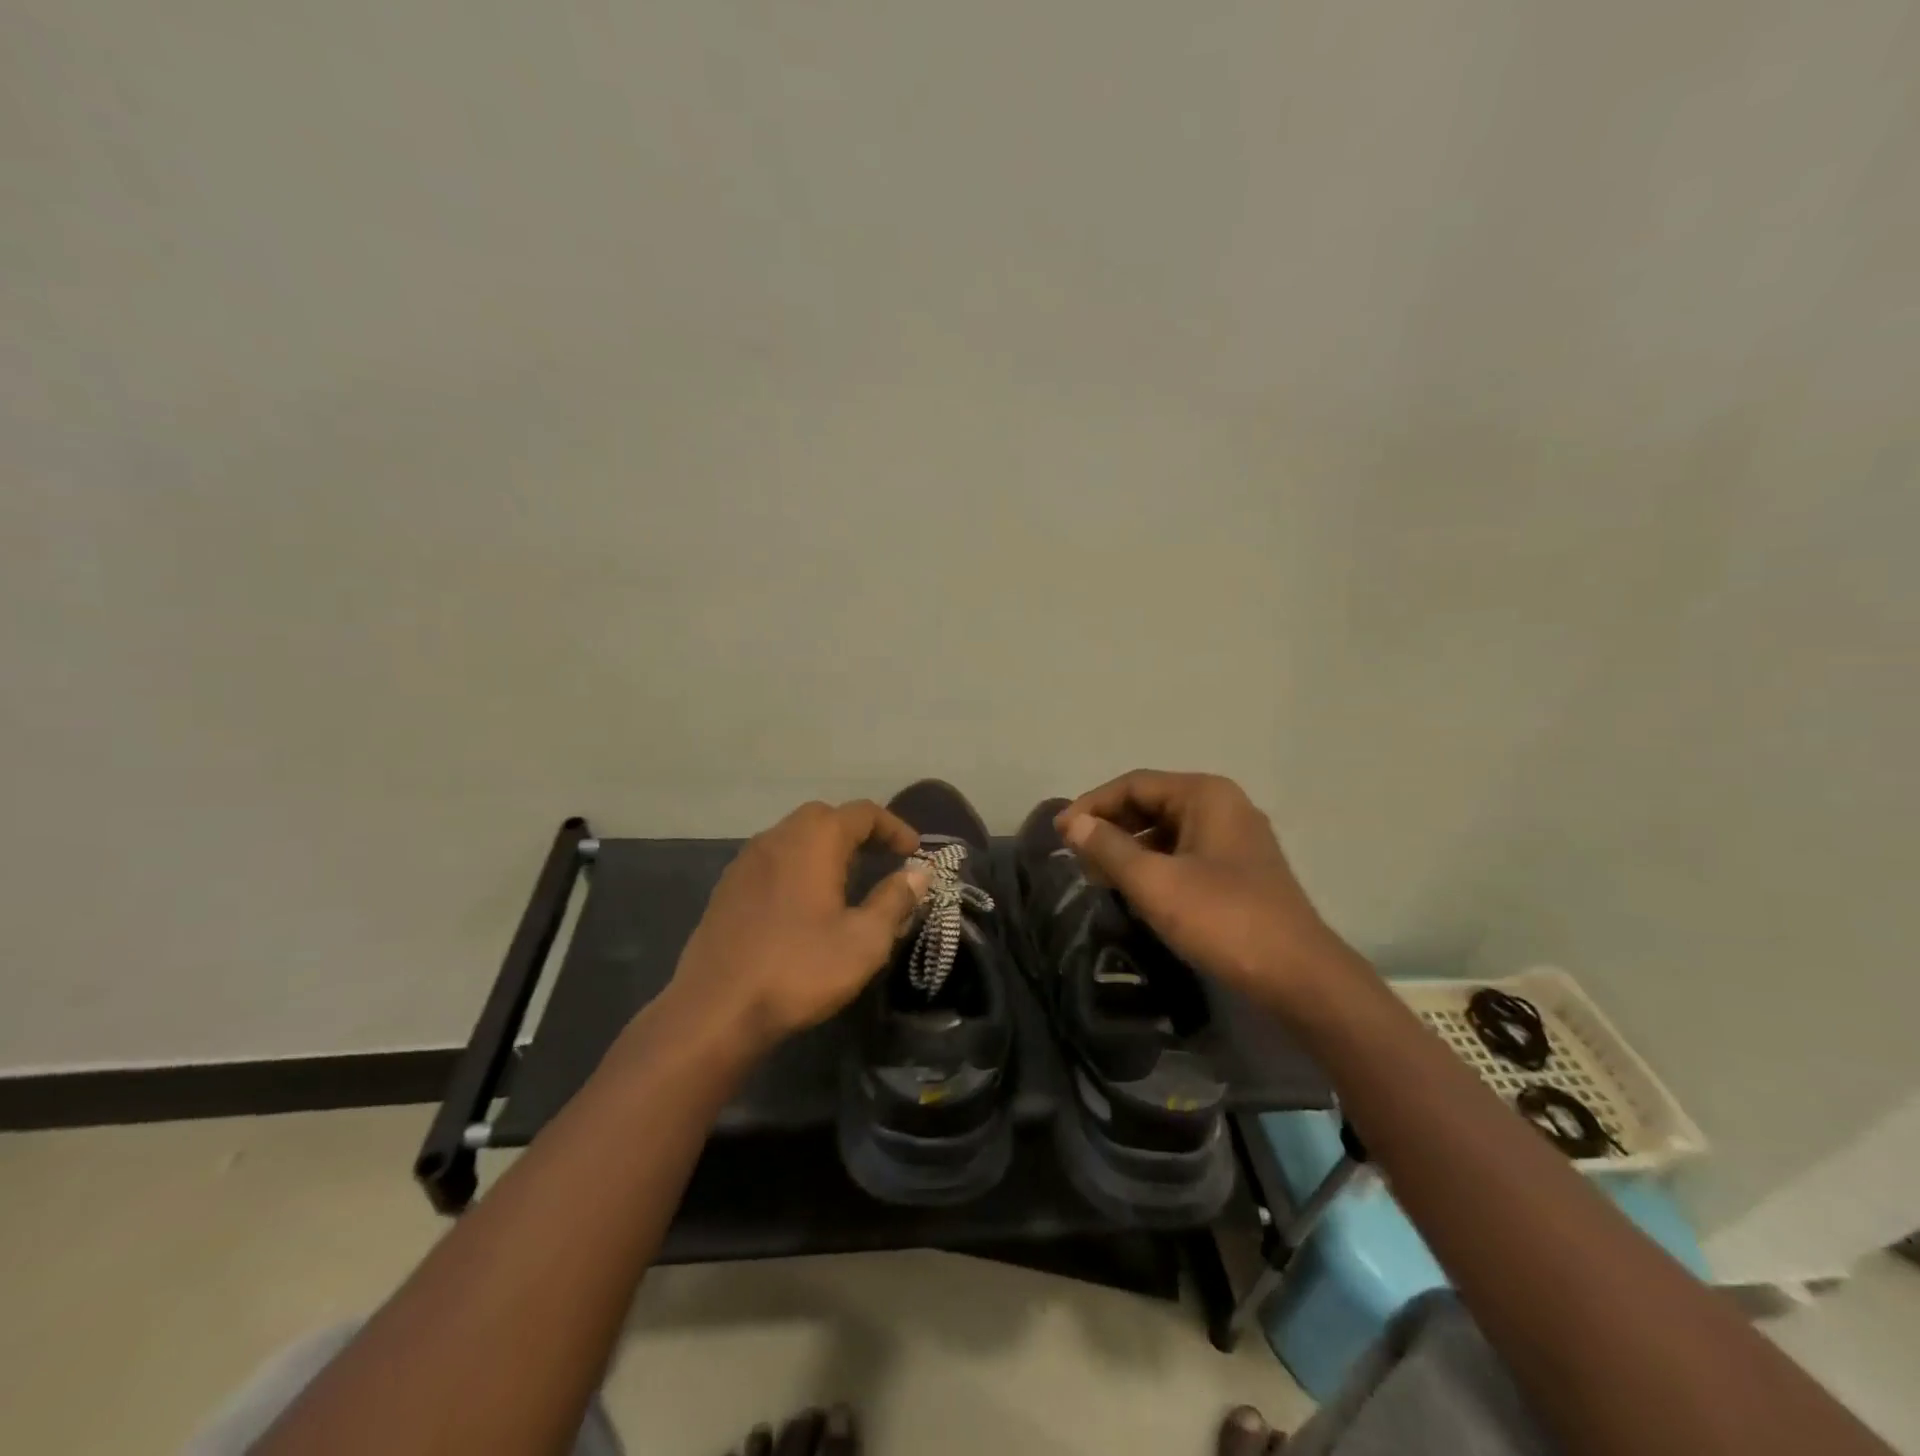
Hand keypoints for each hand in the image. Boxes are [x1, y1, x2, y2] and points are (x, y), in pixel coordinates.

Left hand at [661, 800, 928, 1056]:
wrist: (715, 1009)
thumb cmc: (798, 970)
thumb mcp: (864, 941)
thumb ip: (894, 900)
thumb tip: (919, 873)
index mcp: (814, 841)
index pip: (863, 813)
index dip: (894, 827)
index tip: (914, 852)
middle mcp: (778, 837)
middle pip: (825, 817)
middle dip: (859, 833)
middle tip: (884, 860)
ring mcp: (747, 861)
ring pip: (795, 836)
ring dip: (827, 847)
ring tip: (849, 880)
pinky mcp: (729, 887)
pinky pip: (774, 859)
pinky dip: (799, 864)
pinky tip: (806, 901)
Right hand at [1056, 770, 1356, 1009]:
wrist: (1299, 977)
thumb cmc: (1224, 920)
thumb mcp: (1156, 883)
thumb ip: (1109, 849)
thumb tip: (1074, 824)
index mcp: (1205, 795)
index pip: (1134, 784)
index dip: (1091, 805)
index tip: (1059, 834)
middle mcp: (1222, 806)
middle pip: (1151, 803)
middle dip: (1110, 826)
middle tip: (1074, 856)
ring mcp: (1234, 838)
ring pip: (1166, 830)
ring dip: (1128, 848)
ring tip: (1096, 875)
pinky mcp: (1239, 870)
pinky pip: (1184, 853)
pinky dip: (1153, 864)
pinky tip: (1134, 889)